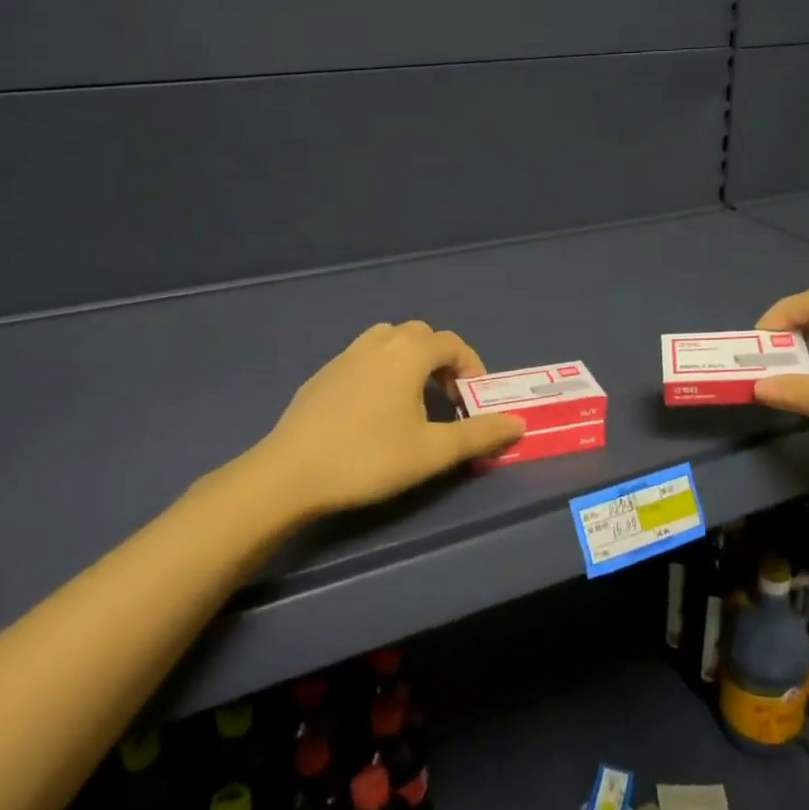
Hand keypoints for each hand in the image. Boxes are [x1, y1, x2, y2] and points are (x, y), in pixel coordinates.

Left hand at [249, 321, 525, 515]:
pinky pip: (363, 358)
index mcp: (408, 353)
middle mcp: (378, 343)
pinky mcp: (322, 375)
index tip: (474, 401)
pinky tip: (373, 412)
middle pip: (421, 336)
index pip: (452, 344)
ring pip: (389, 342)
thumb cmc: (369, 458)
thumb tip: (518, 423)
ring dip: (410, 362)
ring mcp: (345, 356)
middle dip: (442, 361)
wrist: (289, 473)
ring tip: (413, 400)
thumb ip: (478, 435)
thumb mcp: (432, 451)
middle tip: (447, 400)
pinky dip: (381, 371)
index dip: (472, 368)